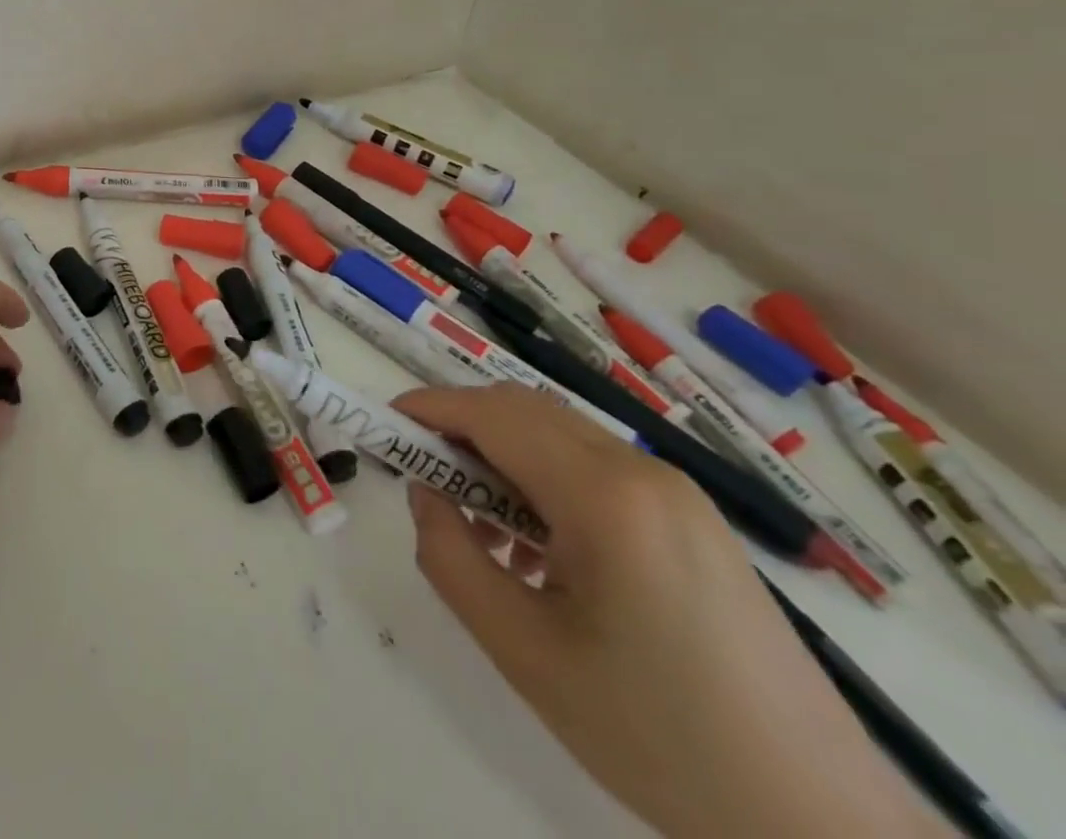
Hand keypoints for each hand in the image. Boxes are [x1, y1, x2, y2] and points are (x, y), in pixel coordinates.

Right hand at [393, 384, 950, 838]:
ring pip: (558, 436)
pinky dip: (543, 481)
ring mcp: (676, 493)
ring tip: (475, 523)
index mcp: (605, 496)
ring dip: (501, 455)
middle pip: (525, 412)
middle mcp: (643, 471)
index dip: (429, 408)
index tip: (383, 424)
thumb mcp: (525, 652)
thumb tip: (427, 492)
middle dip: (460, 427)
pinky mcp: (693, 521)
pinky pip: (594, 470)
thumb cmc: (659, 738)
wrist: (822, 826)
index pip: (493, 414)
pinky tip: (535, 548)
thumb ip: (451, 556)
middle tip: (420, 474)